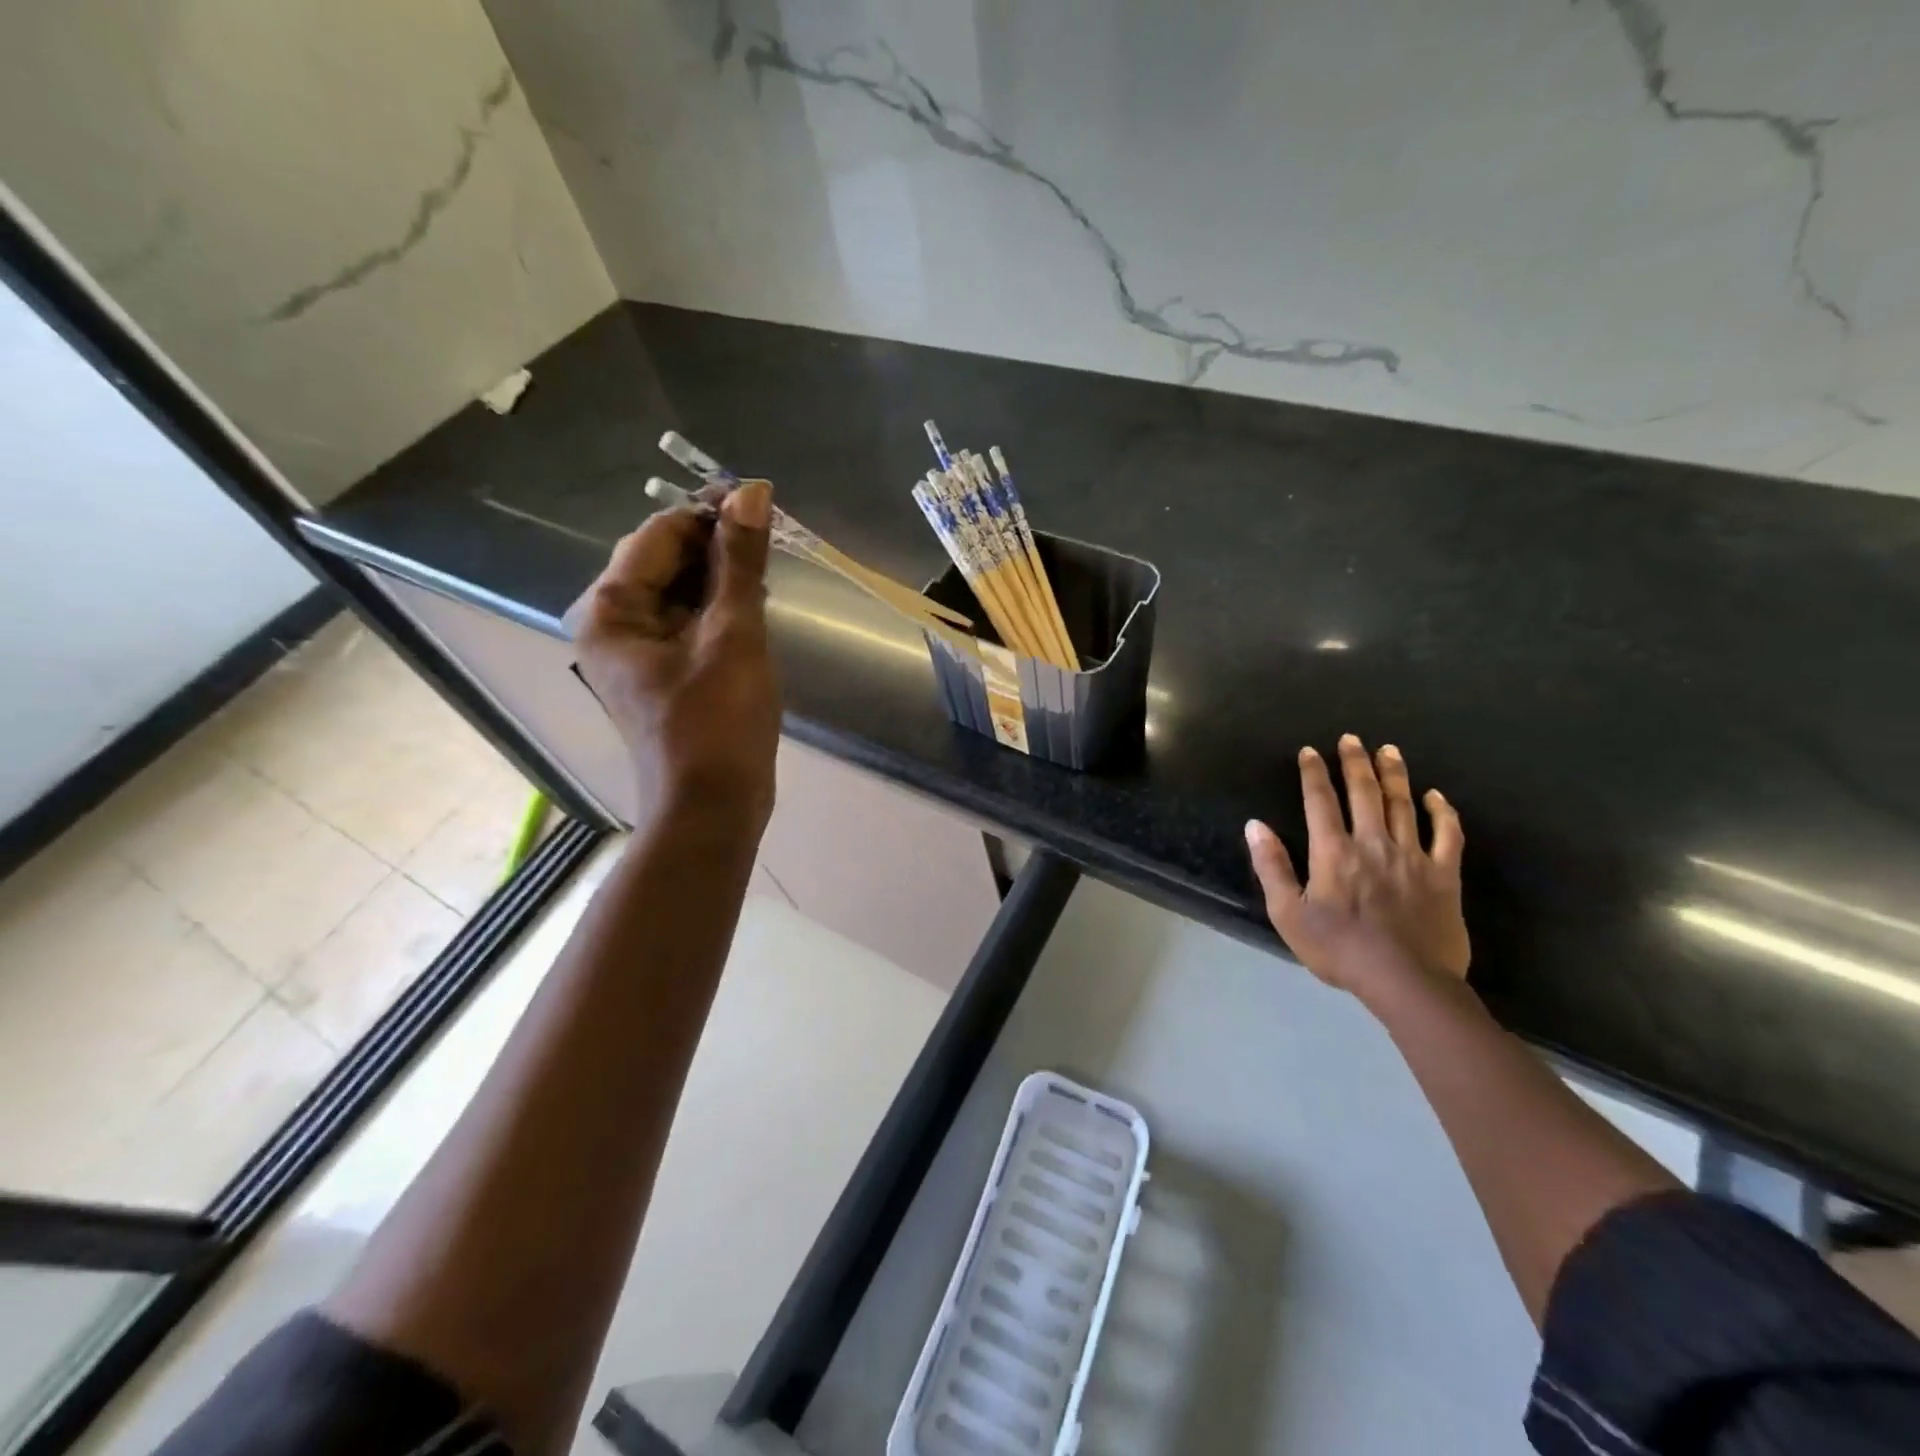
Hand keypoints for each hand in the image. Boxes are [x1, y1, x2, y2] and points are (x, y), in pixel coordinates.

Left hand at [574, 483, 779, 834]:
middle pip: (663, 560)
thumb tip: (752, 491)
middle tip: (769, 544)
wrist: (713, 806)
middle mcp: (611, 624)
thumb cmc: (718, 721)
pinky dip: (717, 609)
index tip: (762, 505)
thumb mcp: (734, 633)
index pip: (659, 534)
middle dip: (716, 547)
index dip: (710, 513)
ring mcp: (635, 650)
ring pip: (678, 590)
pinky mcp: (662, 671)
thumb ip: (740, 560)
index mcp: (610, 609)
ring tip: (766, 576)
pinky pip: (687, 621)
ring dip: (721, 577)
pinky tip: (753, 608)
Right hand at [1244, 734, 1467, 998]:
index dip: (1314, 773)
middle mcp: (1373, 843)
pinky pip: (1447, 835)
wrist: (1406, 981)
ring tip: (1389, 751)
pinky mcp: (1444, 875)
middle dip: (1355, 762)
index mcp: (1334, 852)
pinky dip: (1442, 812)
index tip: (1311, 751)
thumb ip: (1271, 867)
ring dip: (1394, 775)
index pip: (1320, 801)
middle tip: (1352, 739)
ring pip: (1403, 805)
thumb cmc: (1339, 949)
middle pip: (1364, 792)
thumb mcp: (1288, 914)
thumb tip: (1255, 825)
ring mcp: (1412, 856)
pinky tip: (1436, 796)